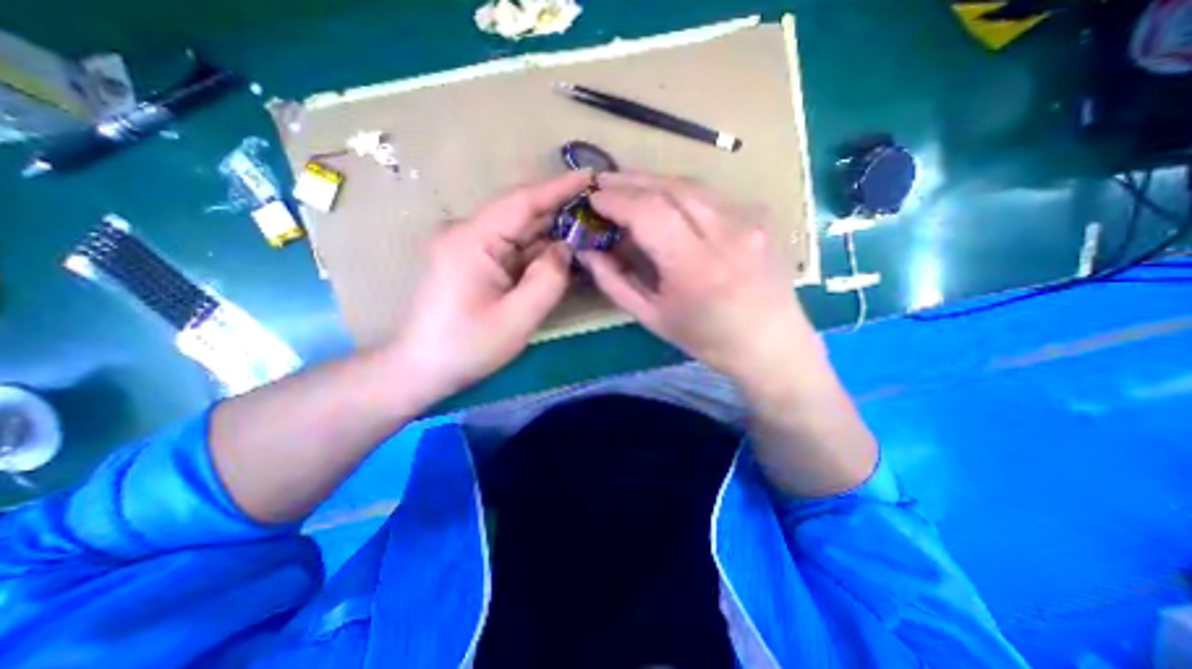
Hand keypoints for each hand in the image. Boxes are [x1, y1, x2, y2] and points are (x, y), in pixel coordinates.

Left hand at [383, 174, 586, 401]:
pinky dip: (538, 251)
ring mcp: (469, 246)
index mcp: (473, 240)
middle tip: (599, 211)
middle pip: (521, 214)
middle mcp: (468, 233)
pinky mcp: (473, 260)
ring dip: (551, 233)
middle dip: (560, 212)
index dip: (558, 187)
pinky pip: (512, 249)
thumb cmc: (467, 346)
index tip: (590, 177)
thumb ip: (548, 280)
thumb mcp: (517, 319)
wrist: (422, 367)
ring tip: (588, 232)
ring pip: (519, 232)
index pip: (522, 202)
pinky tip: (561, 255)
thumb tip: (565, 249)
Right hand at [579, 174, 819, 379]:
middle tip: (604, 182)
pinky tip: (667, 202)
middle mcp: (728, 233)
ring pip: (692, 184)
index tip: (593, 199)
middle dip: (631, 180)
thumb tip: (587, 252)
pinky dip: (681, 193)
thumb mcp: (651, 318)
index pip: (649, 213)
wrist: (769, 342)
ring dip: (655, 182)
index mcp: (697, 267)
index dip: (617, 200)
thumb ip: (614, 282)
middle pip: (671, 187)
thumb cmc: (706, 338)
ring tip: (629, 186)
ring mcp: (751, 218)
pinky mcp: (761, 214)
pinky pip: (711, 194)